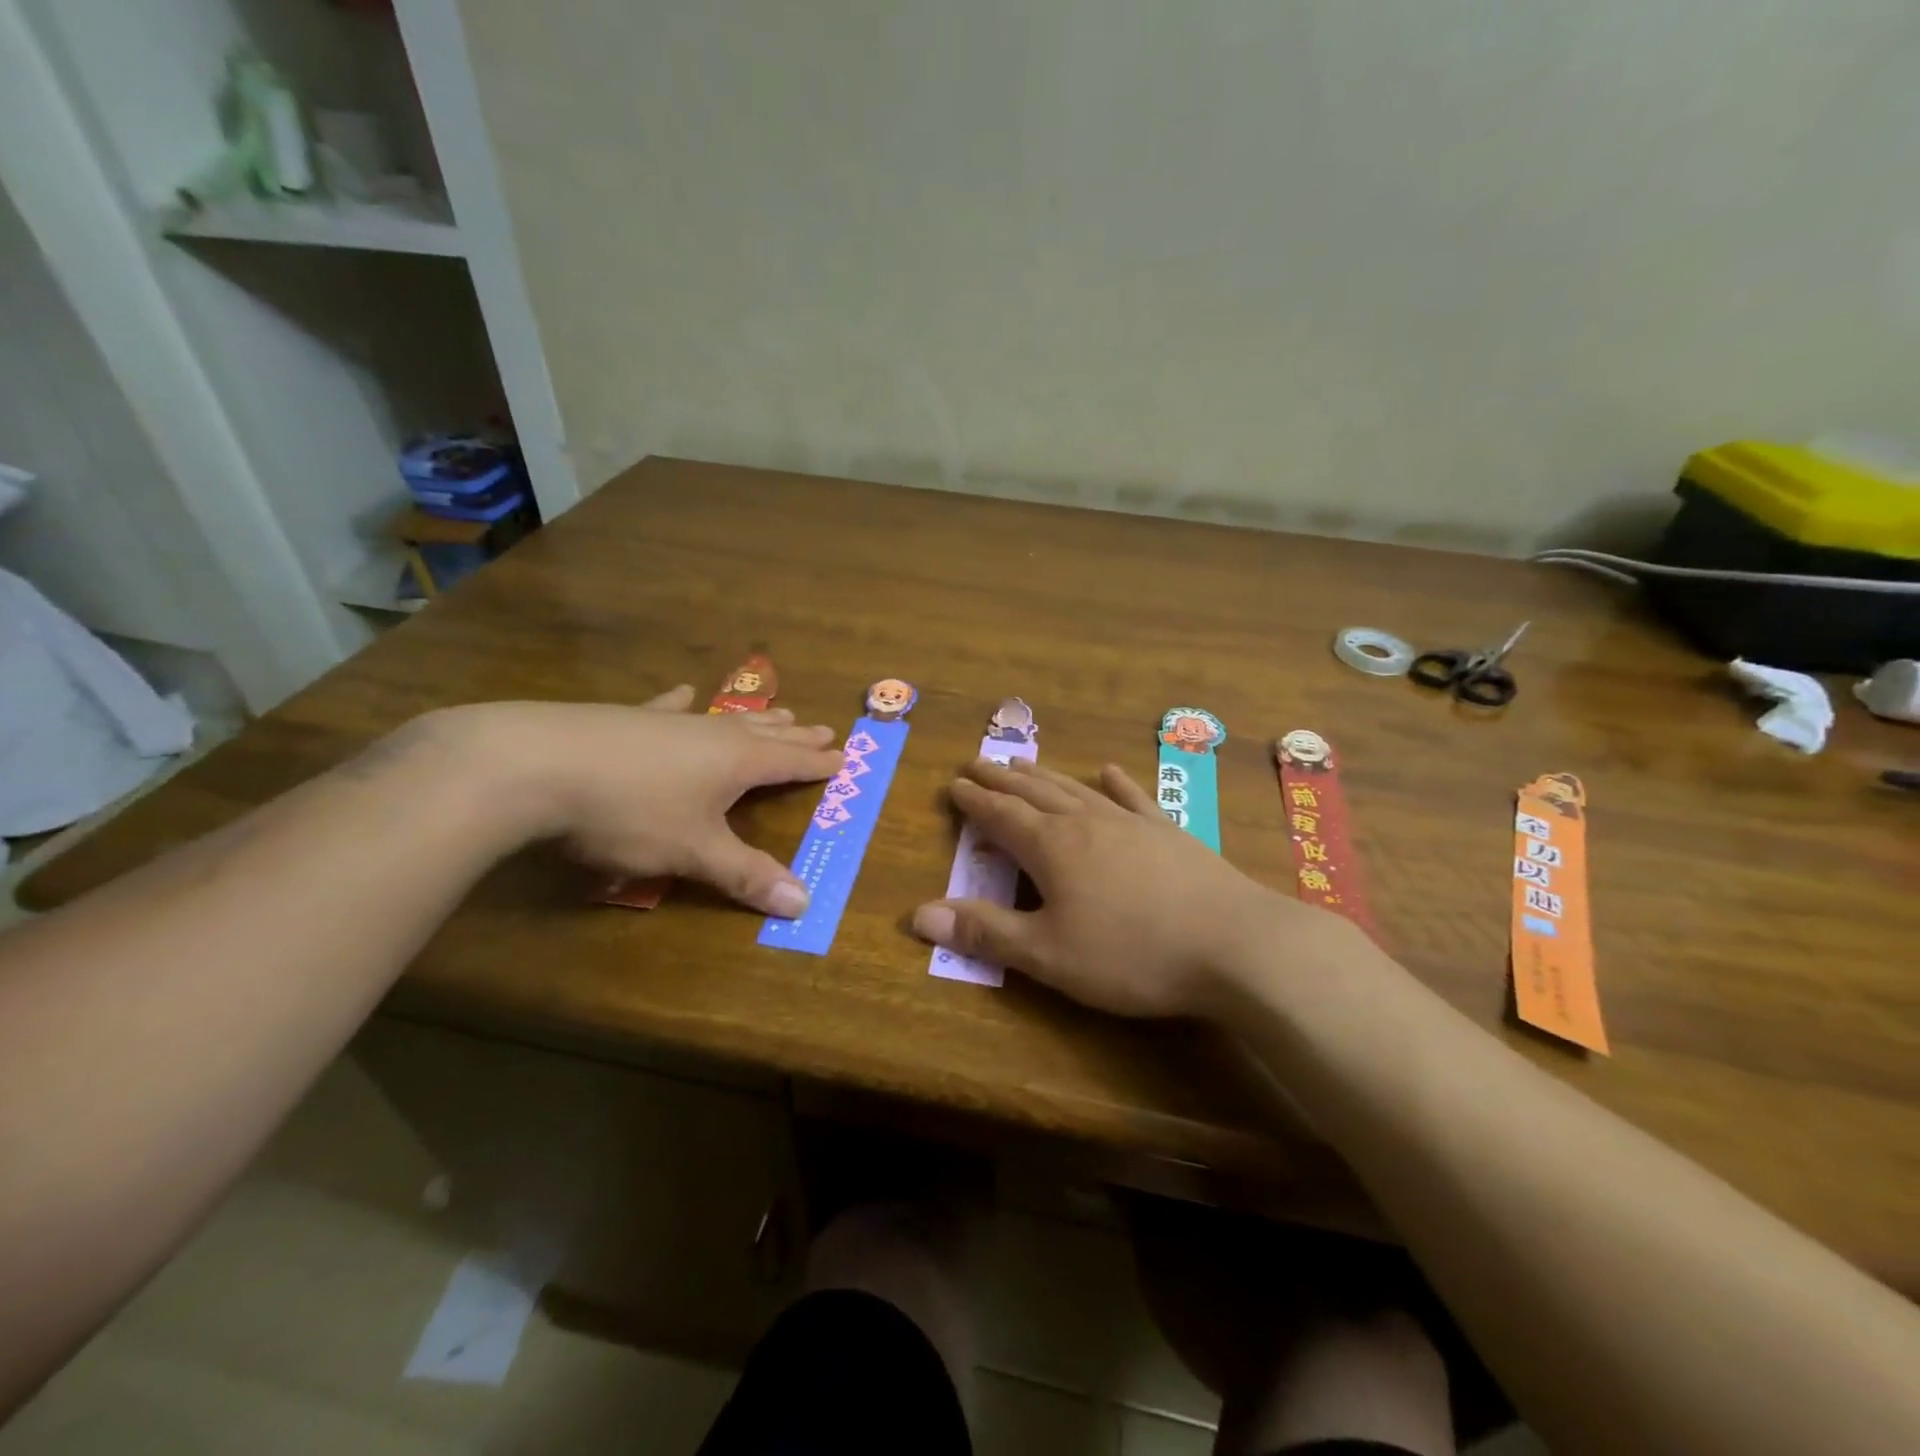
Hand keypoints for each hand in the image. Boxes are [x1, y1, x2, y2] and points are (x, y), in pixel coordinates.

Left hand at [439, 686, 843, 915]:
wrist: (534, 765)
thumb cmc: (629, 813)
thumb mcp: (692, 852)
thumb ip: (745, 875)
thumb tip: (804, 903)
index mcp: (736, 763)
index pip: (790, 762)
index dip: (817, 762)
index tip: (843, 756)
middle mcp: (710, 735)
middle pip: (764, 735)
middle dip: (794, 736)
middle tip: (821, 728)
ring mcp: (667, 722)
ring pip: (723, 719)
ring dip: (753, 720)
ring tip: (776, 712)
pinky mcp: (625, 718)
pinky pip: (665, 708)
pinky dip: (680, 702)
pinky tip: (684, 691)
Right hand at [911, 759, 1328, 1017]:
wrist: (1234, 944)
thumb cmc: (1131, 954)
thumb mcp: (1047, 954)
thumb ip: (985, 932)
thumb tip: (918, 914)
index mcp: (1052, 848)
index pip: (1001, 816)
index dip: (974, 801)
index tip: (954, 784)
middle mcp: (1086, 822)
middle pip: (1034, 793)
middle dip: (1002, 779)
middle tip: (978, 761)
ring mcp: (1131, 823)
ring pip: (1076, 790)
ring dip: (1045, 776)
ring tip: (1024, 762)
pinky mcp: (1168, 833)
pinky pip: (1133, 799)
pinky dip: (1116, 784)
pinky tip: (1108, 771)